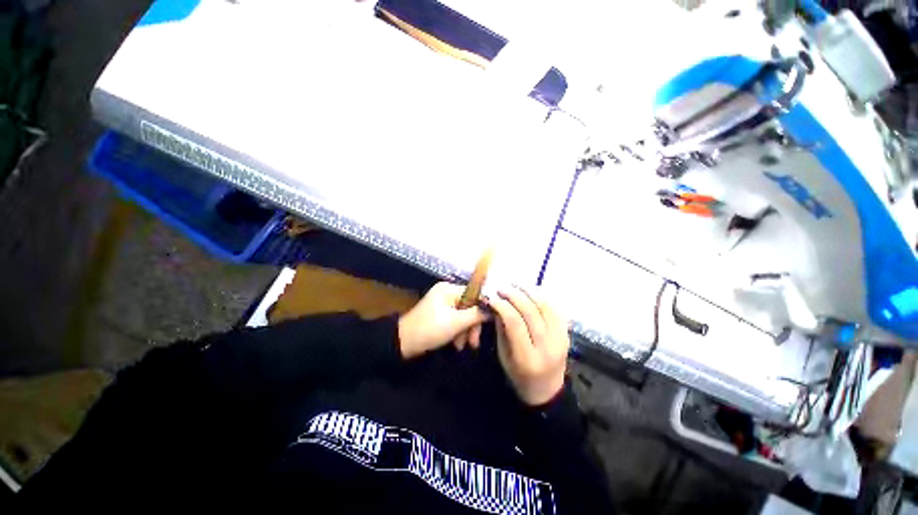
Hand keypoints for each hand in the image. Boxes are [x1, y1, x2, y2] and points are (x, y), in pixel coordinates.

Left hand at [398, 282, 489, 358]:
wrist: (402, 343)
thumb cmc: (429, 330)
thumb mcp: (455, 323)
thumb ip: (476, 315)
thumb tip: (493, 309)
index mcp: (449, 289)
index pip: (475, 293)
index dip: (484, 307)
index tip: (490, 323)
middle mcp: (447, 292)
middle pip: (470, 305)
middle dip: (473, 324)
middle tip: (474, 342)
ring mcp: (443, 302)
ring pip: (464, 314)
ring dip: (466, 330)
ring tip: (463, 346)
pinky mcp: (440, 313)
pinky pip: (456, 318)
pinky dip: (458, 330)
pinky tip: (457, 344)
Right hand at [488, 287, 569, 405]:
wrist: (547, 389)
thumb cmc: (519, 375)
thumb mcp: (503, 355)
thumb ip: (501, 328)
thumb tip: (497, 303)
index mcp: (527, 358)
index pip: (514, 322)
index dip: (501, 305)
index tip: (491, 296)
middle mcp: (547, 347)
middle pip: (531, 311)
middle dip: (514, 294)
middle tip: (502, 287)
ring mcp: (561, 339)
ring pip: (545, 306)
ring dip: (529, 290)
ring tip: (515, 285)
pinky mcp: (567, 333)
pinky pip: (555, 308)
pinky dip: (542, 296)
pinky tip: (531, 290)